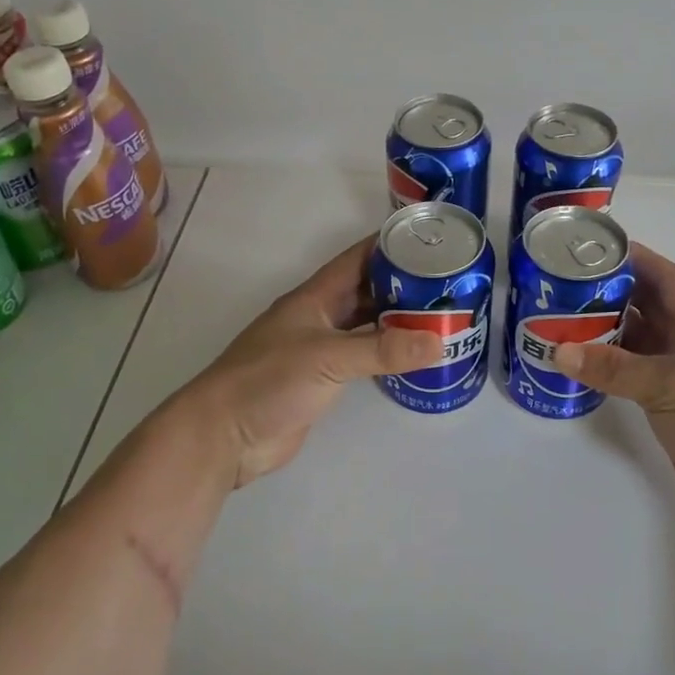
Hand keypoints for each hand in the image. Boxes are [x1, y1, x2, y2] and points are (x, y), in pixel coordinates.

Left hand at [185, 236, 442, 487]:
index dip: (391, 244)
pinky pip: (363, 356)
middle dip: (404, 283)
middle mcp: (320, 316)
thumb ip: (382, 350)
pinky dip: (388, 352)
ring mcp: (320, 348)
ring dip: (398, 318)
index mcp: (315, 297)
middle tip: (449, 281)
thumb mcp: (327, 358)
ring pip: (367, 323)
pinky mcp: (323, 379)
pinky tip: (415, 353)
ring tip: (442, 313)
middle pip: (367, 290)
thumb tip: (439, 341)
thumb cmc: (268, 381)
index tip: (431, 238)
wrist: (224, 436)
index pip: (359, 258)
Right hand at [553, 244, 674, 539]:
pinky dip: (608, 368)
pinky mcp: (670, 406)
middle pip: (646, 306)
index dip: (635, 258)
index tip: (595, 247)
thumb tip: (559, 350)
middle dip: (610, 293)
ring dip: (605, 331)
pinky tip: (580, 366)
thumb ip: (613, 368)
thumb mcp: (667, 385)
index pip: (665, 276)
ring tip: (562, 320)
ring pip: (637, 341)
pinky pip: (633, 376)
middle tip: (564, 285)